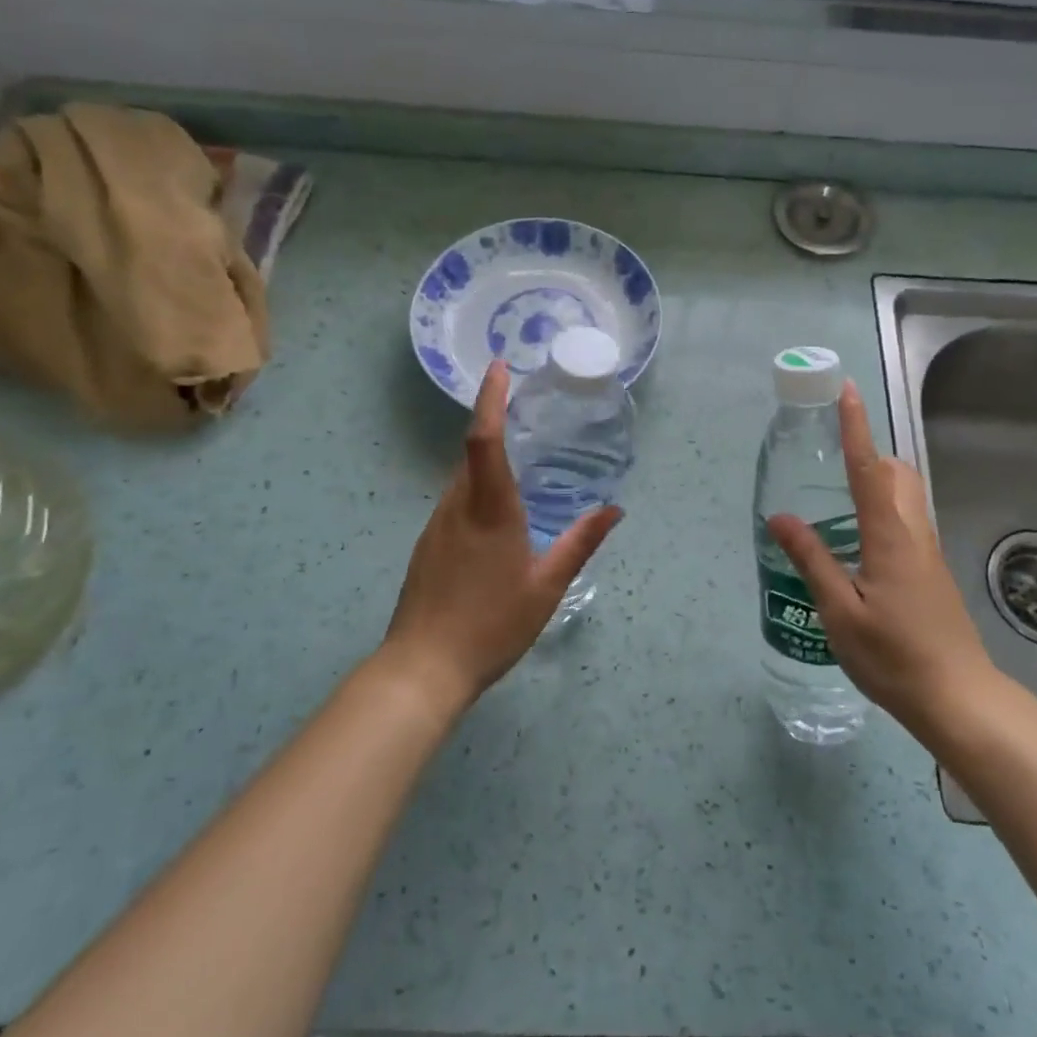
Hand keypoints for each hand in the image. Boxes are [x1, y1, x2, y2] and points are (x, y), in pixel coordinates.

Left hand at [379, 360, 621, 713]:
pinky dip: (475, 491)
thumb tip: (614, 510)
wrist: (422, 669)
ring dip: (486, 462)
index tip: (498, 367)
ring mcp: (436, 525)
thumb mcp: (547, 586)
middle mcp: (457, 507)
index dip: (490, 400)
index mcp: (490, 510)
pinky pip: (454, 502)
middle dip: (494, 425)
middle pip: (472, 453)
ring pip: (462, 479)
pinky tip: (495, 517)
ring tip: (519, 464)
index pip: (484, 439)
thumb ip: (580, 543)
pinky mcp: (427, 545)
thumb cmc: (492, 625)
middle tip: (526, 412)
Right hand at [767, 382, 1002, 740]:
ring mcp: (927, 553)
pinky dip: (881, 509)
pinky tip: (855, 543)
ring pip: (906, 496)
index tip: (847, 390)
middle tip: (830, 461)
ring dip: (876, 481)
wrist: (957, 698)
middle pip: (896, 474)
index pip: (868, 468)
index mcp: (890, 535)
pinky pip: (906, 520)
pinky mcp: (930, 572)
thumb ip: (811, 560)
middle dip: (868, 454)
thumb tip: (780, 517)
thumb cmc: (893, 655)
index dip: (856, 427)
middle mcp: (914, 533)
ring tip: (835, 499)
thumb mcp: (839, 611)